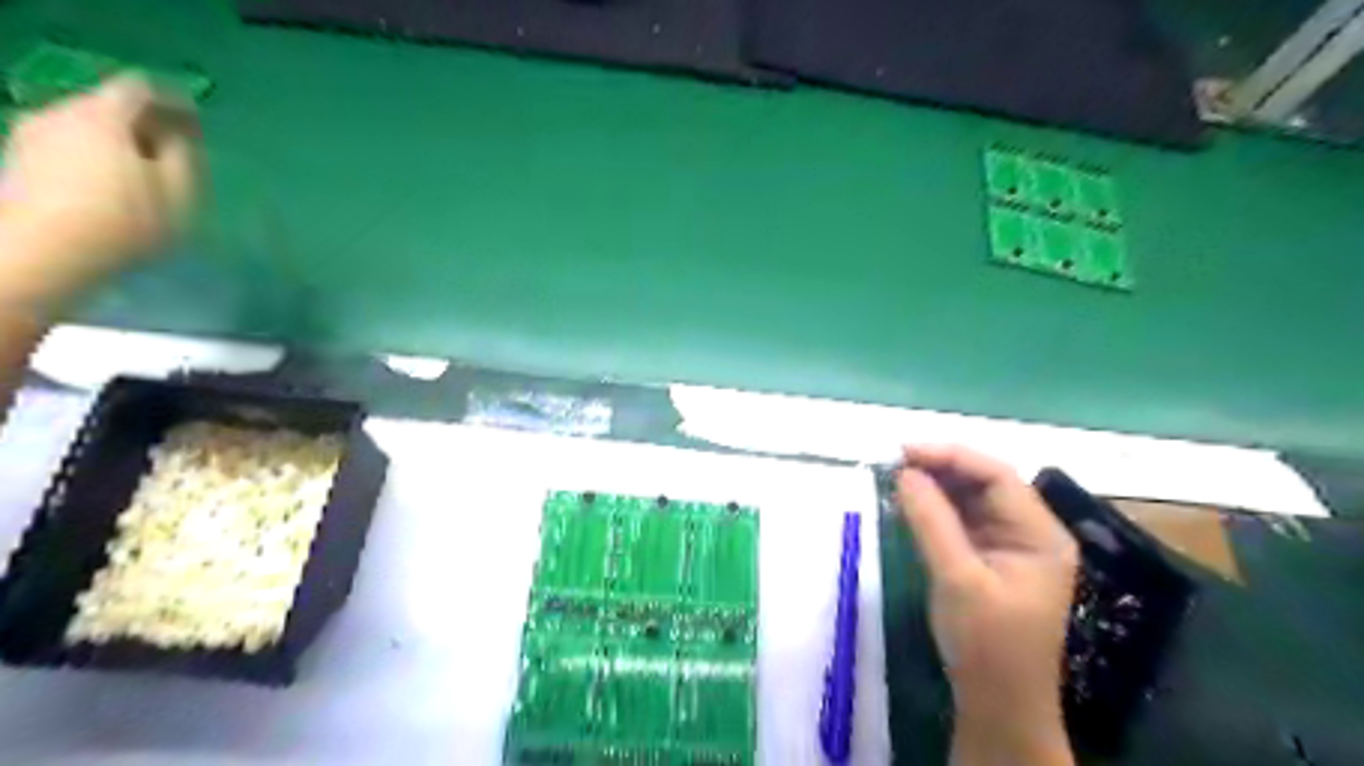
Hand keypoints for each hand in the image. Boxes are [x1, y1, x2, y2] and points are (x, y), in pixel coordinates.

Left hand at [0, 76, 201, 306]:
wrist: (40, 253)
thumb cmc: (124, 222)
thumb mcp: (179, 193)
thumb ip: (185, 156)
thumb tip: (179, 136)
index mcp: (104, 115)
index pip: (142, 88)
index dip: (174, 101)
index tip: (197, 124)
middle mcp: (60, 112)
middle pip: (110, 105)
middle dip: (144, 124)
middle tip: (175, 152)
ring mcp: (31, 135)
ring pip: (86, 127)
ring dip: (117, 143)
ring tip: (144, 175)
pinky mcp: (18, 161)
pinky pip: (67, 147)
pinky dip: (94, 159)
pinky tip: (109, 188)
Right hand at [903, 447, 1083, 761]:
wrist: (997, 706)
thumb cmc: (987, 645)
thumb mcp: (958, 579)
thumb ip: (932, 521)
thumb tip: (904, 473)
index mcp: (1040, 534)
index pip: (997, 475)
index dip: (950, 456)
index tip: (904, 452)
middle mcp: (1029, 532)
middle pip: (984, 483)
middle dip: (940, 469)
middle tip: (893, 464)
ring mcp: (1008, 546)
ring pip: (970, 500)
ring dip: (934, 487)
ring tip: (894, 480)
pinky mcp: (987, 560)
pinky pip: (960, 521)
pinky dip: (934, 510)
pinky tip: (908, 504)